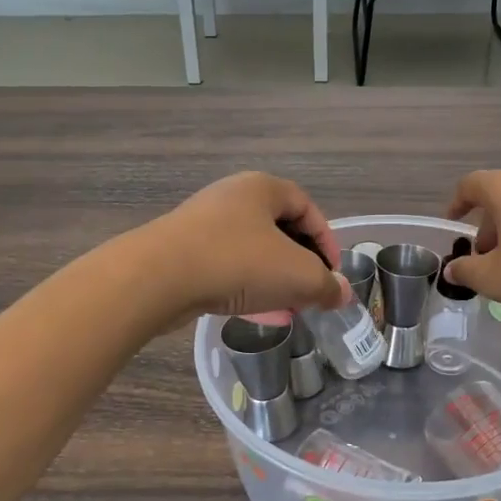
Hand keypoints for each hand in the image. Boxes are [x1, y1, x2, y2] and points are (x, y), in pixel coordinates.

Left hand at [139, 172, 348, 326]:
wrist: (158, 277)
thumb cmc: (238, 262)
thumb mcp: (296, 275)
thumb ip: (325, 285)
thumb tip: (342, 294)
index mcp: (262, 188)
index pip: (307, 207)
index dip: (326, 240)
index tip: (332, 274)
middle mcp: (232, 197)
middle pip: (279, 228)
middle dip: (299, 263)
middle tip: (310, 292)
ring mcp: (203, 223)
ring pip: (251, 250)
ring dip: (273, 278)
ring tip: (286, 307)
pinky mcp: (182, 251)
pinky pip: (225, 266)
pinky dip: (245, 285)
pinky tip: (255, 312)